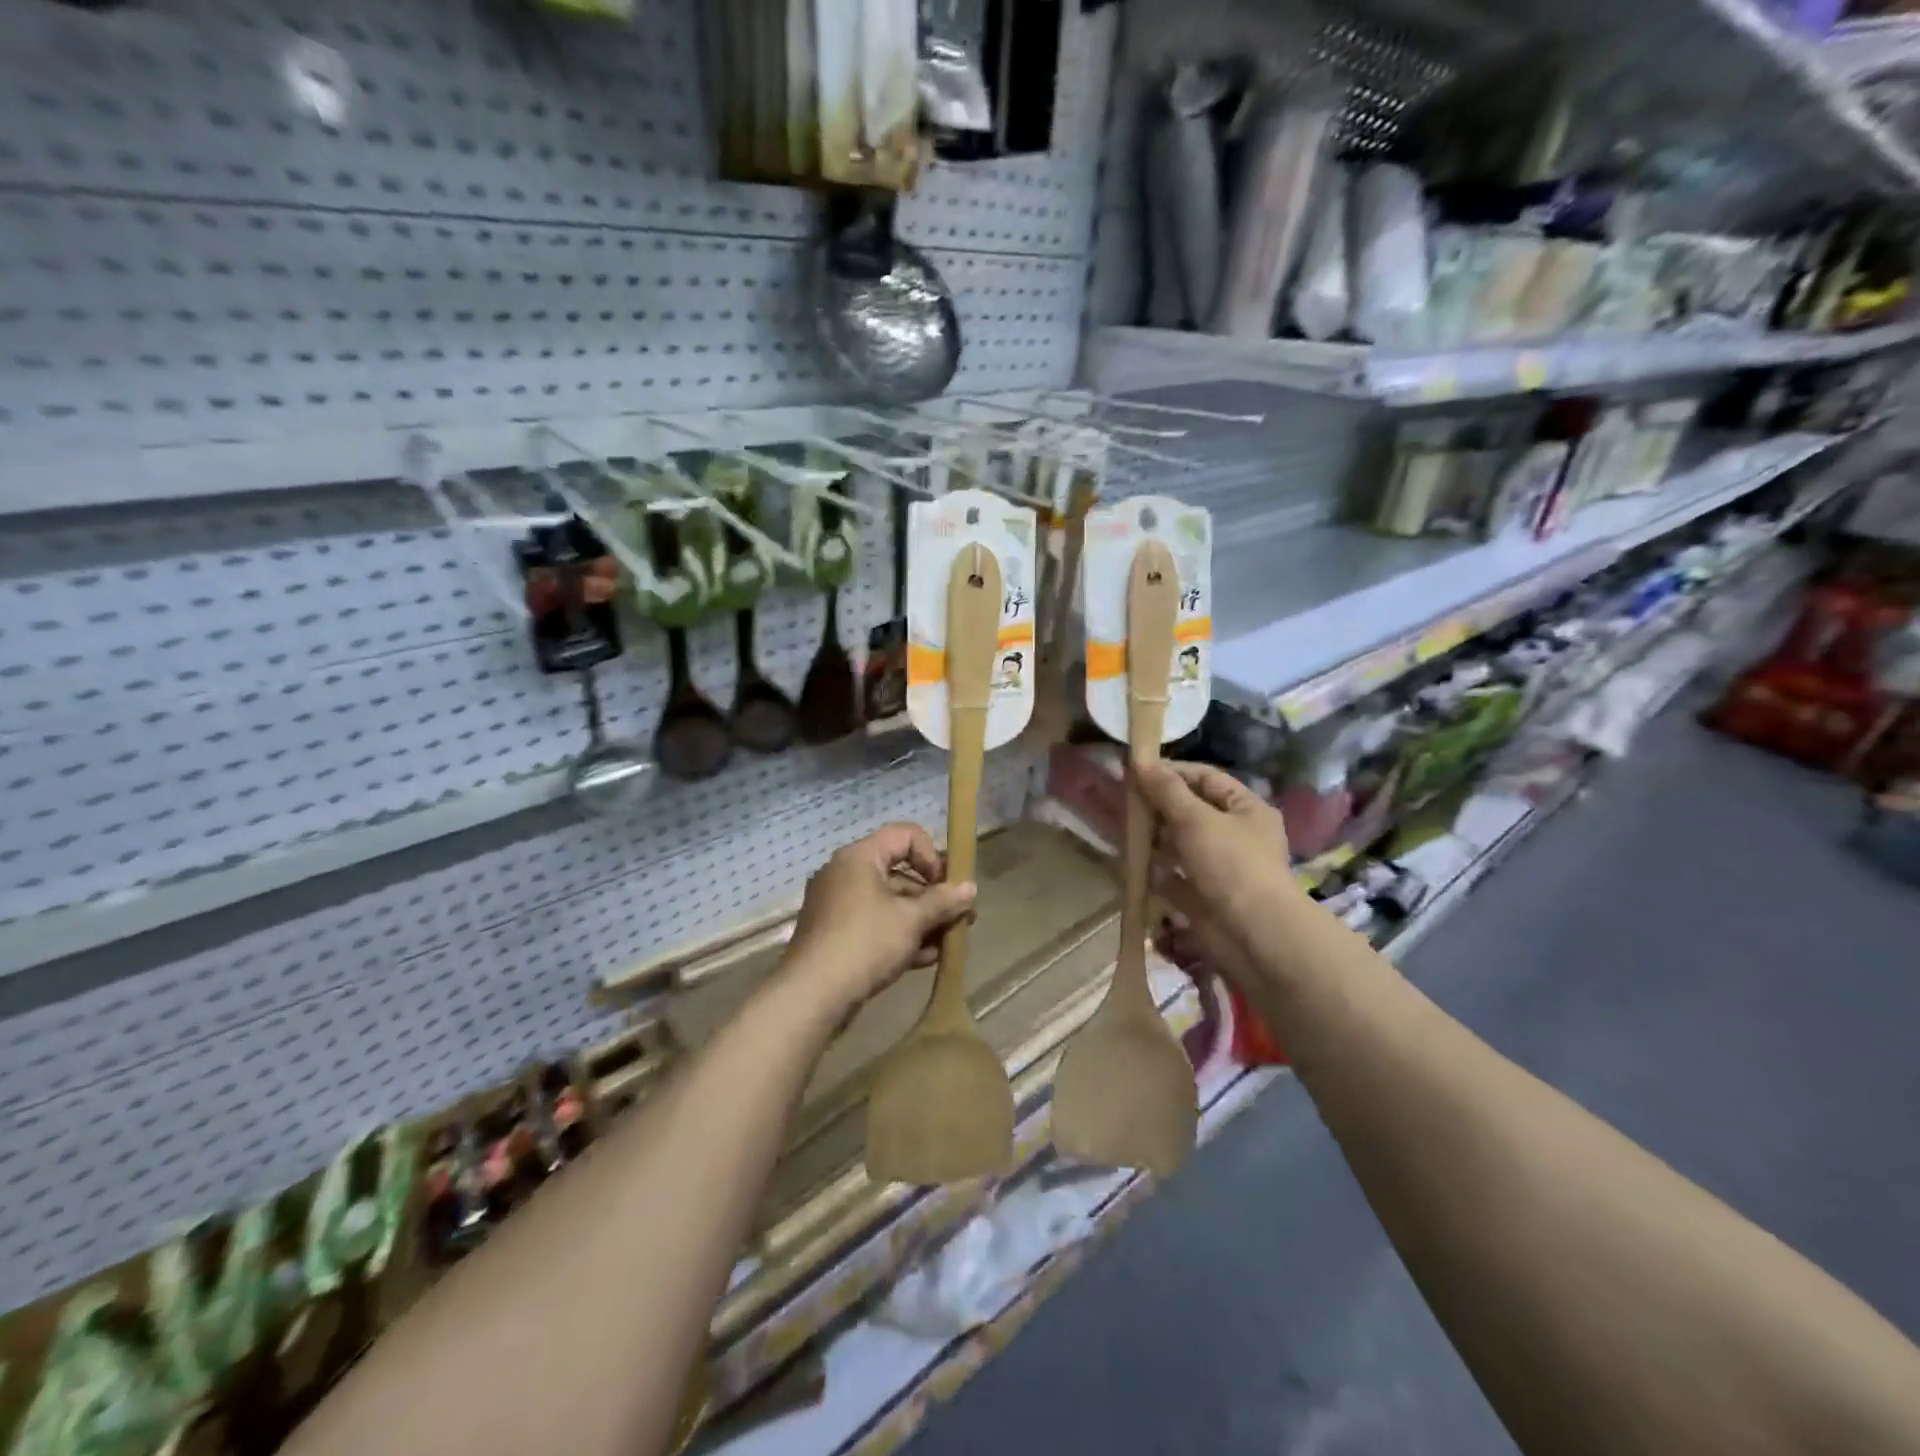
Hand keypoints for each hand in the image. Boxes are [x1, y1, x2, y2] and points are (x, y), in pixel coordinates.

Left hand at [785, 823, 977, 1012]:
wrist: (812, 995)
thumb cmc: (865, 943)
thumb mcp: (911, 920)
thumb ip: (943, 901)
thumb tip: (970, 888)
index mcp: (860, 857)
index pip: (905, 835)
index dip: (932, 855)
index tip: (946, 886)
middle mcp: (845, 874)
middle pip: (899, 872)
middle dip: (933, 896)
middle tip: (960, 917)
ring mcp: (838, 906)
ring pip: (889, 903)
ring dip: (922, 920)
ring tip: (949, 942)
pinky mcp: (836, 936)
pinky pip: (876, 925)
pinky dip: (901, 936)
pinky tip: (927, 958)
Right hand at [1137, 760, 1296, 980]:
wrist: (1255, 936)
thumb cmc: (1231, 865)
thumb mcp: (1197, 820)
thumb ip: (1166, 791)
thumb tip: (1139, 760)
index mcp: (1246, 809)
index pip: (1205, 778)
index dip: (1171, 772)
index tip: (1136, 770)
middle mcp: (1235, 834)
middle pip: (1191, 810)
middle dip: (1157, 804)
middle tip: (1121, 799)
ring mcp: (1219, 866)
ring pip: (1180, 843)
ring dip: (1152, 836)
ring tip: (1120, 827)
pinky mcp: (1204, 895)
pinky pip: (1174, 875)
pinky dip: (1154, 869)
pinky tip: (1130, 861)